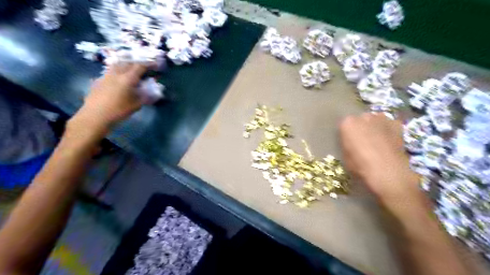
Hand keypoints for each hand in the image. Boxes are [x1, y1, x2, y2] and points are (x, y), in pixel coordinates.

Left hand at [71, 62, 146, 130]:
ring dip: (126, 66)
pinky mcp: (98, 80)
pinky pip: (110, 72)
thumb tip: (152, 91)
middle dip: (136, 64)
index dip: (149, 64)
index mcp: (128, 78)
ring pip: (117, 65)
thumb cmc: (119, 111)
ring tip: (130, 71)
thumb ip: (145, 95)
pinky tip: (118, 79)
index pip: (140, 66)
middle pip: (127, 63)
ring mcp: (106, 75)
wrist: (95, 116)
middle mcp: (116, 73)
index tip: (155, 65)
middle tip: (143, 68)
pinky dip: (117, 72)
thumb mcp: (137, 105)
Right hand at [342, 113, 420, 205]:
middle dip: (362, 128)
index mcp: (347, 123)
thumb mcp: (345, 156)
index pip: (344, 125)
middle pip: (360, 120)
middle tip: (364, 142)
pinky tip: (389, 142)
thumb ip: (347, 144)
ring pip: (375, 121)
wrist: (387, 172)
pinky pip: (389, 125)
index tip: (350, 143)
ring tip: (378, 142)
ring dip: (375, 128)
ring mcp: (382, 118)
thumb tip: (352, 143)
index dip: (347, 135)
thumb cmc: (360, 166)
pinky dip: (388, 131)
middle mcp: (363, 116)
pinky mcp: (397, 124)